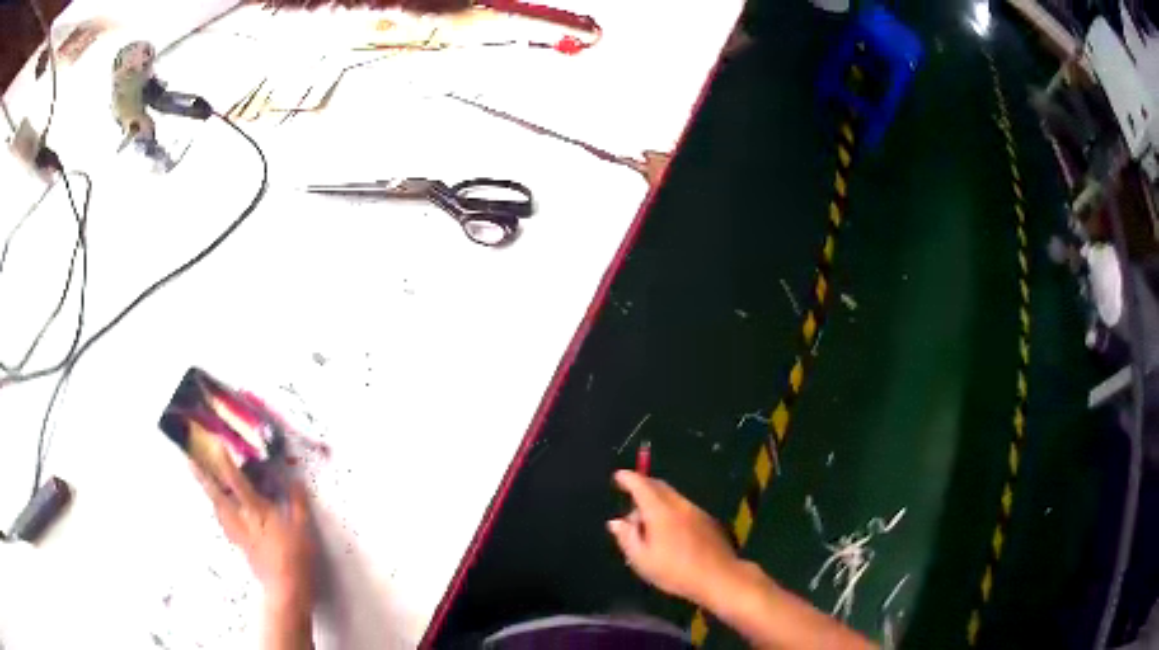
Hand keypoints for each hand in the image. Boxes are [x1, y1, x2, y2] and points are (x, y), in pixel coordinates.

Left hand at [192, 454, 315, 614]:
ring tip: (202, 482)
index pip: (238, 483)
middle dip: (203, 478)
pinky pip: (226, 525)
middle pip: (217, 496)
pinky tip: (221, 513)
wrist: (286, 590)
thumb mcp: (303, 529)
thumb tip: (295, 482)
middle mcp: (242, 520)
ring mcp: (239, 535)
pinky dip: (220, 514)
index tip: (216, 445)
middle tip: (188, 462)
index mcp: (257, 512)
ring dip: (209, 495)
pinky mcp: (242, 548)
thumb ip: (298, 504)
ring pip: (218, 511)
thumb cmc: (296, 557)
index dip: (227, 463)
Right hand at [607, 470, 742, 605]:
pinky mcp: (707, 520)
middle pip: (659, 486)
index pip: (642, 486)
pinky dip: (670, 509)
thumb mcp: (642, 560)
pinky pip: (683, 507)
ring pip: (672, 497)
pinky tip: (669, 531)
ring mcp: (696, 511)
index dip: (628, 479)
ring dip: (657, 500)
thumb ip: (627, 538)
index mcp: (660, 511)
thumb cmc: (675, 571)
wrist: (719, 577)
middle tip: (631, 498)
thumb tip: (615, 522)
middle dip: (643, 486)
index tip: (618, 476)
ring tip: (648, 524)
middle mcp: (679, 505)